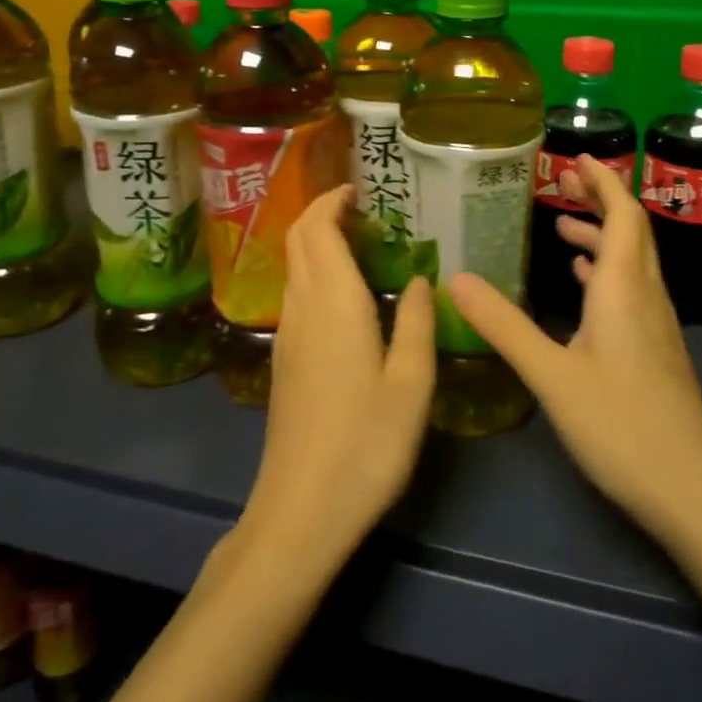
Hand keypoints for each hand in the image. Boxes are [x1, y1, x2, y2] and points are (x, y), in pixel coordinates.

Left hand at [238, 185, 435, 569]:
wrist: (300, 512)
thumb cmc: (365, 445)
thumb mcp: (411, 385)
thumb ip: (416, 324)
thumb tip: (419, 280)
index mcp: (334, 303)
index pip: (318, 229)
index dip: (332, 201)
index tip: (358, 189)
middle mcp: (303, 308)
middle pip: (298, 240)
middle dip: (321, 212)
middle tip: (361, 209)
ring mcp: (287, 335)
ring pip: (293, 267)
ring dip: (316, 242)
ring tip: (360, 244)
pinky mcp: (283, 361)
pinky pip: (295, 294)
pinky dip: (314, 272)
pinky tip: (345, 295)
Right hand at [451, 156, 701, 546]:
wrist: (695, 494)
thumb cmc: (622, 427)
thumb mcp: (552, 375)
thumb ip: (504, 326)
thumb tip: (456, 278)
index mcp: (625, 289)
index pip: (622, 214)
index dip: (603, 181)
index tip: (577, 157)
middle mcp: (646, 297)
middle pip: (631, 231)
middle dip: (600, 200)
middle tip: (564, 181)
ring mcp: (655, 327)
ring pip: (633, 263)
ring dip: (601, 237)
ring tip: (563, 230)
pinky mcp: (656, 352)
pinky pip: (632, 292)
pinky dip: (607, 274)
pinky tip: (585, 286)